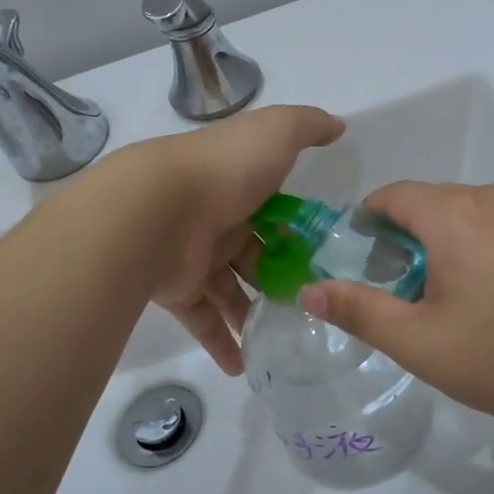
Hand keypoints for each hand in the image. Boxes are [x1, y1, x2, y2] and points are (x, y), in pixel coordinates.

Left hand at [116, 105, 342, 373]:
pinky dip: (222, 344)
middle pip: (253, 256)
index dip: (297, 231)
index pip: (272, 210)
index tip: (325, 256)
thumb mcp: (276, 133)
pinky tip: (244, 368)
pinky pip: (204, 321)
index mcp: (238, 185)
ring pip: (230, 292)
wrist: (156, 208)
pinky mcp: (178, 291)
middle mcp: (216, 221)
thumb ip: (307, 127)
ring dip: (253, 316)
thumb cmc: (225, 171)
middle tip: (312, 306)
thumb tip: (337, 126)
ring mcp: (194, 257)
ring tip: (287, 341)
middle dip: (279, 279)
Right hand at [297, 181, 493, 443]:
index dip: (365, 224)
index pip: (391, 196)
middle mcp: (493, 200)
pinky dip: (473, 251)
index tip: (356, 264)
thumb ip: (357, 310)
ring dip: (439, 247)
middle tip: (396, 294)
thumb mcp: (417, 341)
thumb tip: (309, 291)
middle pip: (427, 205)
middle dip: (402, 240)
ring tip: (438, 303)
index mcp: (455, 212)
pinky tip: (484, 302)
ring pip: (463, 218)